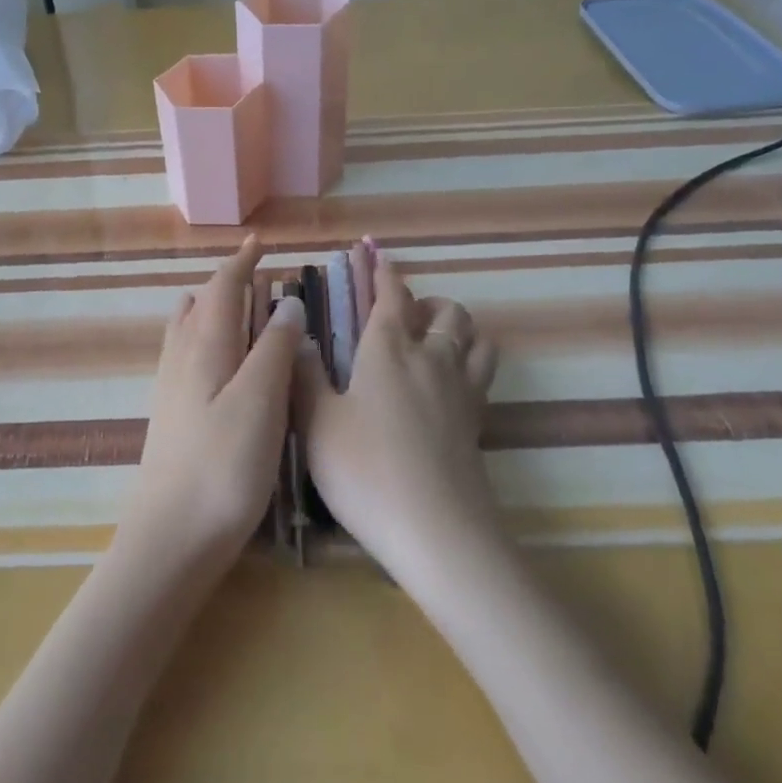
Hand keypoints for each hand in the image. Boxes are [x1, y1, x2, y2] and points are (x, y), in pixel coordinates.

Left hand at [119, 237, 303, 573]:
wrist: (170, 537)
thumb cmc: (223, 466)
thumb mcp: (261, 401)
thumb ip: (273, 347)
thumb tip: (286, 302)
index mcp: (204, 346)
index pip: (221, 287)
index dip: (241, 262)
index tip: (259, 242)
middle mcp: (181, 357)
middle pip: (200, 304)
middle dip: (227, 283)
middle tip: (258, 275)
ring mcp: (171, 387)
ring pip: (188, 329)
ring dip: (212, 308)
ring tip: (238, 307)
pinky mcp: (171, 415)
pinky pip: (186, 354)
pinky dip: (206, 338)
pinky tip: (220, 361)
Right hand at [297, 243, 502, 589]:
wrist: (436, 532)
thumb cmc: (365, 471)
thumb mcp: (317, 424)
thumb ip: (305, 375)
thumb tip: (298, 336)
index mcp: (388, 349)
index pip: (391, 294)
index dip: (382, 270)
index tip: (373, 251)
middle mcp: (432, 357)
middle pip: (445, 310)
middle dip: (425, 301)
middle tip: (401, 316)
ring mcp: (462, 389)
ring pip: (474, 336)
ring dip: (456, 326)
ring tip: (433, 341)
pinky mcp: (479, 421)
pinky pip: (483, 372)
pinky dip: (470, 360)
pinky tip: (449, 382)